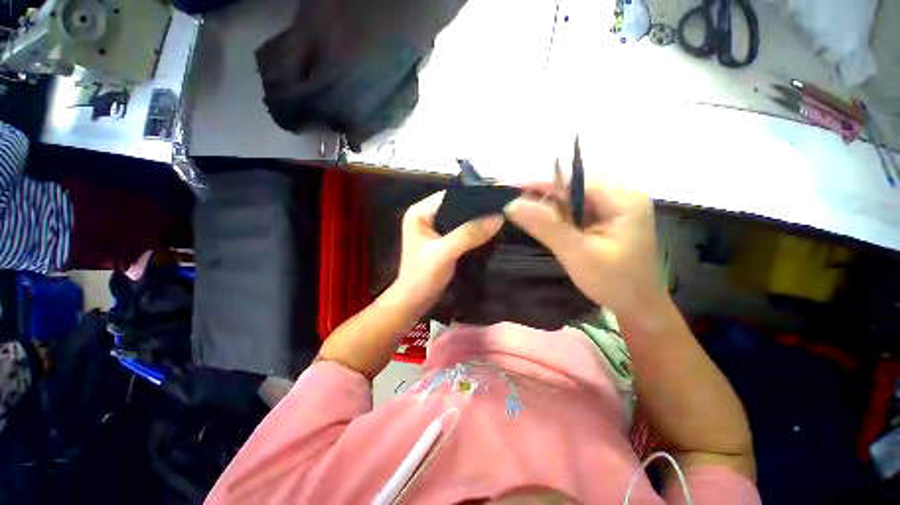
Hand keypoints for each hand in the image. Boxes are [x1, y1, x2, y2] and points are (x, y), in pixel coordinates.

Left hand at [396, 191, 503, 303]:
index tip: (498, 199)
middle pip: (457, 205)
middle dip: (478, 209)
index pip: (450, 196)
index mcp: (420, 212)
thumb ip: (469, 234)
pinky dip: (474, 230)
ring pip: (461, 218)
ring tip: (500, 217)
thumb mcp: (445, 252)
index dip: (473, 196)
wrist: (415, 300)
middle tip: (503, 209)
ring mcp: (435, 228)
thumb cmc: (423, 275)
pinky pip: (461, 229)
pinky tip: (489, 230)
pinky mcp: (442, 239)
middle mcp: (427, 215)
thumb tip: (498, 217)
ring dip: (477, 220)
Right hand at [504, 178, 660, 316]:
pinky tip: (548, 226)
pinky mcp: (609, 219)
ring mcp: (617, 207)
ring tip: (529, 217)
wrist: (637, 307)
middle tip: (519, 209)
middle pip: (575, 186)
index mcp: (623, 199)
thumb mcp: (577, 253)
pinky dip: (560, 216)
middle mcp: (622, 196)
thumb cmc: (613, 282)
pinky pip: (579, 209)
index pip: (576, 180)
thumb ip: (546, 226)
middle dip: (546, 197)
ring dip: (551, 207)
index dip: (543, 185)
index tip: (513, 192)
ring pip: (575, 198)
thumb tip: (512, 204)